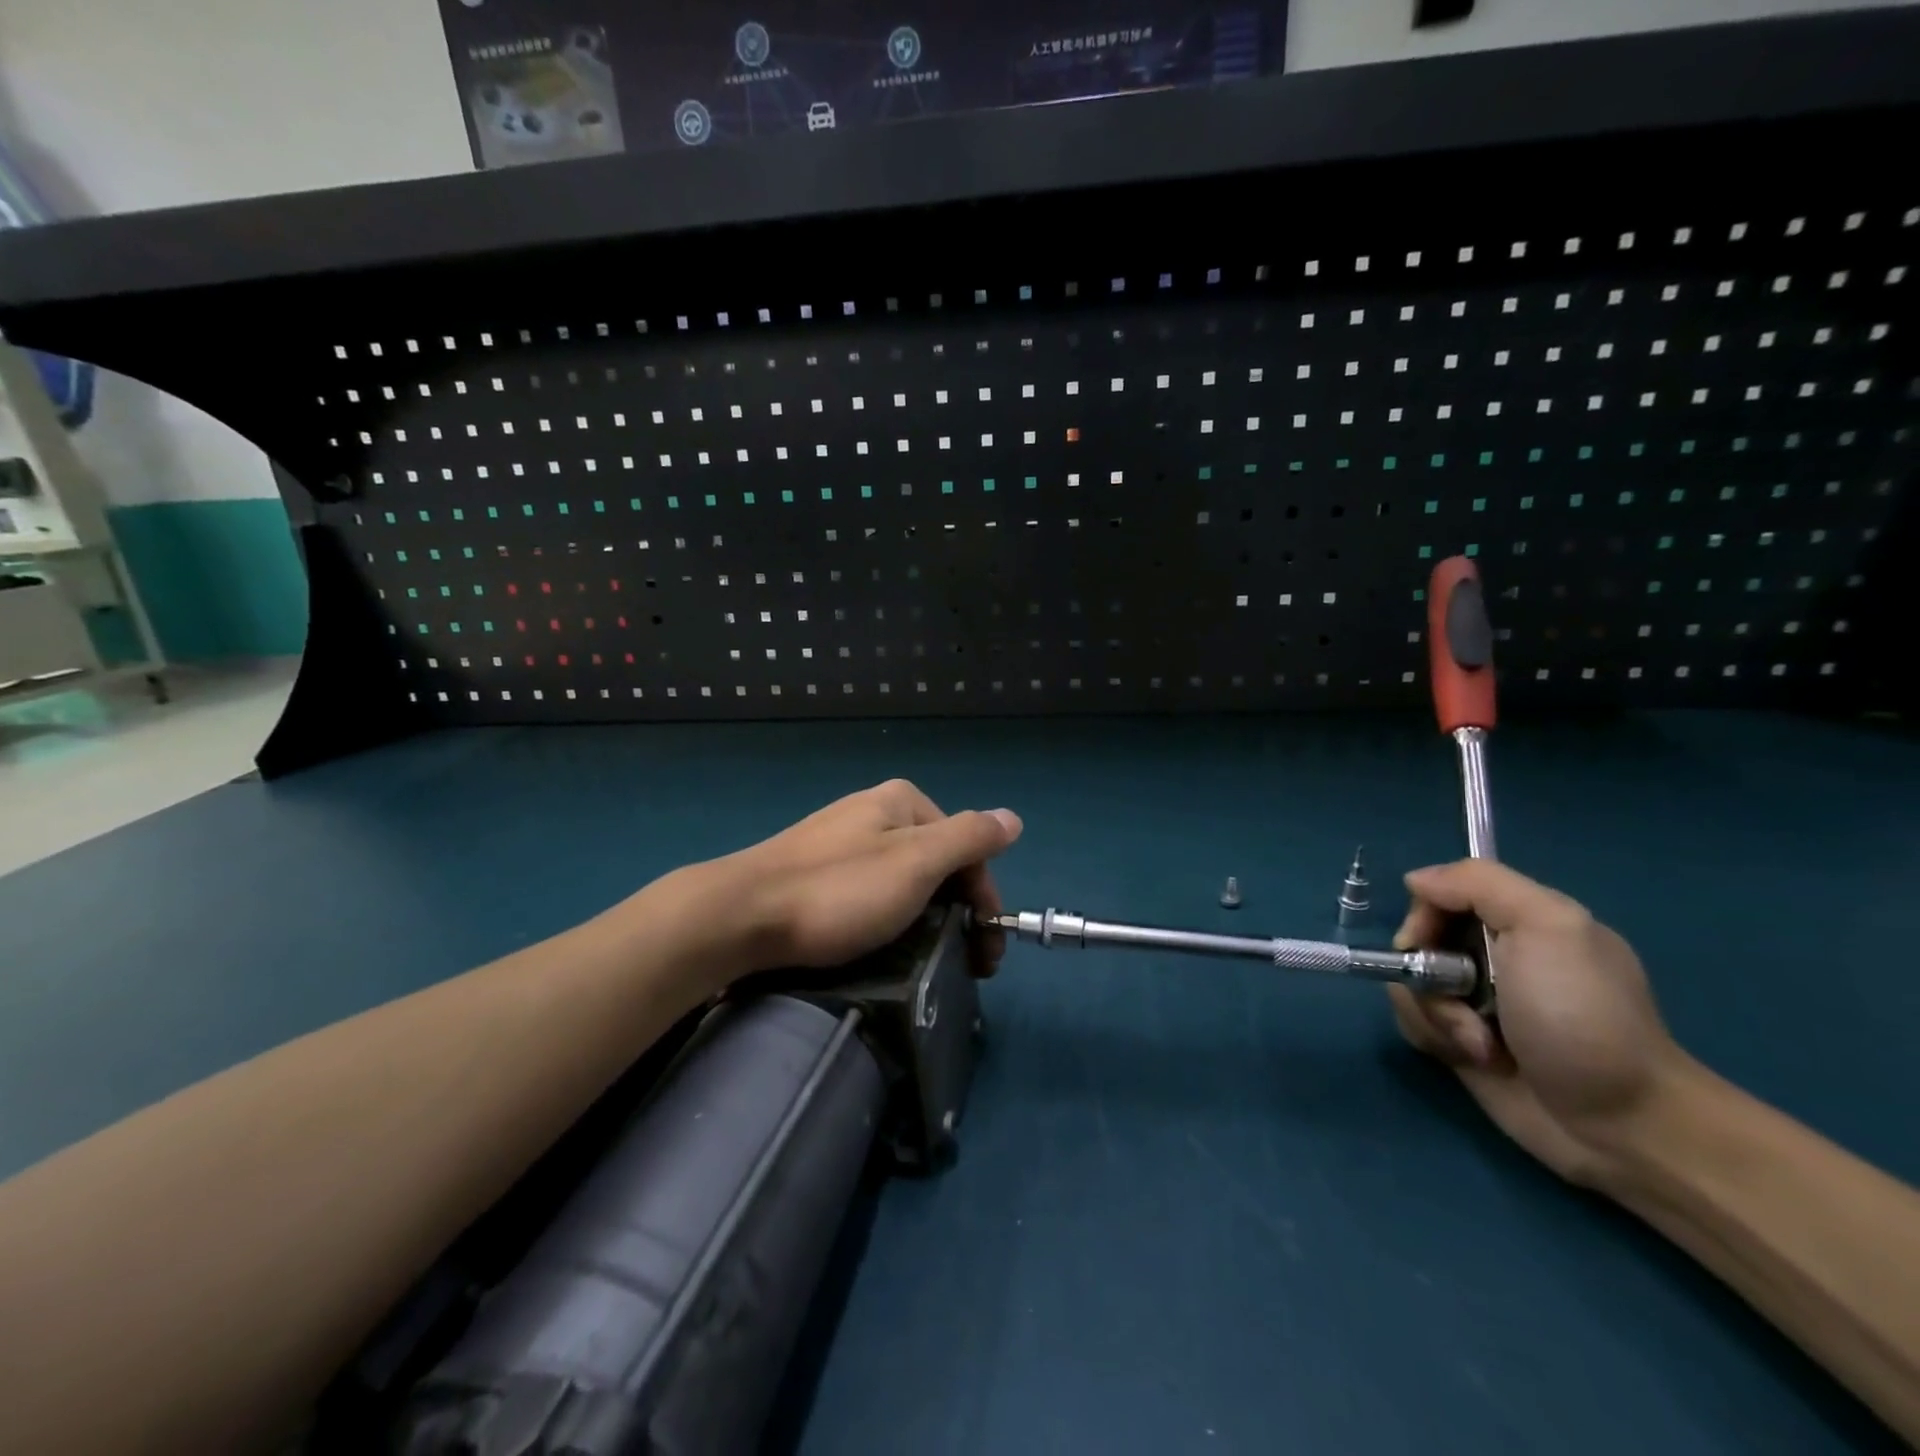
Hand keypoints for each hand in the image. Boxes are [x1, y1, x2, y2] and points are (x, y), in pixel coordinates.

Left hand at [693, 779, 1021, 981]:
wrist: (739, 916)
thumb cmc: (838, 890)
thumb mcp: (916, 862)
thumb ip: (970, 838)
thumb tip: (1013, 818)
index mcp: (903, 801)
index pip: (967, 847)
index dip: (983, 899)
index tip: (983, 954)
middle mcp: (875, 811)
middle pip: (938, 862)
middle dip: (957, 911)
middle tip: (962, 965)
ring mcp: (842, 840)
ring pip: (905, 880)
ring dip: (927, 919)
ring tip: (925, 962)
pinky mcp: (817, 871)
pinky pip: (871, 892)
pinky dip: (890, 918)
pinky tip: (881, 944)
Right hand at [1388, 859, 1693, 1185]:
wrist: (1623, 1126)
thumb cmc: (1584, 1018)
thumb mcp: (1548, 927)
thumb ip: (1479, 884)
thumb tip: (1415, 880)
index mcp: (1520, 921)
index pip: (1442, 892)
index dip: (1425, 914)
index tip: (1427, 941)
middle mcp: (1494, 955)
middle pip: (1418, 940)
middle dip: (1425, 970)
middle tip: (1463, 998)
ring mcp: (1476, 1002)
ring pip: (1409, 983)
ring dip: (1433, 1013)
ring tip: (1480, 1045)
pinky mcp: (1462, 1042)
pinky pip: (1415, 1022)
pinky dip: (1432, 1037)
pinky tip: (1472, 1058)